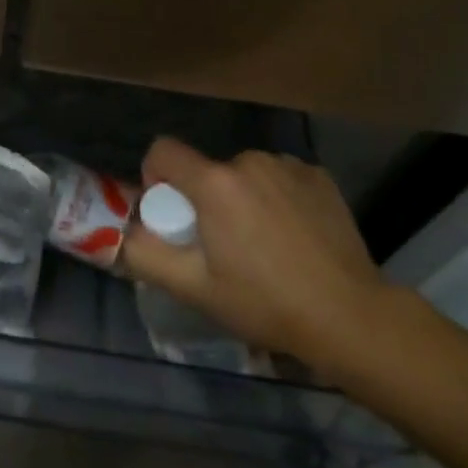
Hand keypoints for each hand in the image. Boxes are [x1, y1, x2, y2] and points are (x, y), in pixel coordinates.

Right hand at [120, 137, 392, 378]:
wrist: (350, 316)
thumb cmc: (265, 303)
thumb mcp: (195, 289)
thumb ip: (145, 255)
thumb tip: (117, 234)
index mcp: (214, 182)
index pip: (163, 150)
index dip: (157, 177)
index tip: (173, 214)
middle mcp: (248, 160)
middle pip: (207, 168)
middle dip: (205, 197)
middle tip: (222, 245)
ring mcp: (288, 165)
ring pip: (245, 173)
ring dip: (243, 197)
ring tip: (263, 243)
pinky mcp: (318, 175)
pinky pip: (279, 177)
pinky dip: (276, 197)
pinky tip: (294, 235)